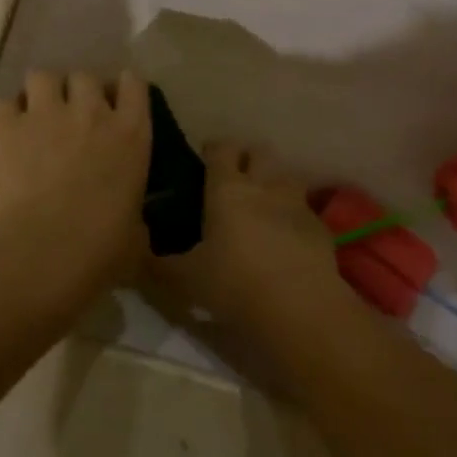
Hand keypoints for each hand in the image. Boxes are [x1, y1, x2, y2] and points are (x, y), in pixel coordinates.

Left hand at [0, 69, 151, 295]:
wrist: (43, 252)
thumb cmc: (100, 249)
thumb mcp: (135, 234)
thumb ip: (134, 215)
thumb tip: (131, 224)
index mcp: (131, 133)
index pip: (134, 84)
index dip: (123, 89)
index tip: (116, 103)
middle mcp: (91, 111)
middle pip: (85, 76)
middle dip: (78, 92)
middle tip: (72, 117)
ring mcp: (46, 114)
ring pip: (42, 76)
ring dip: (41, 94)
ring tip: (36, 117)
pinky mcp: (6, 126)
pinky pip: (2, 104)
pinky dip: (4, 116)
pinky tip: (5, 135)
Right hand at [154, 142, 347, 335]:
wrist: (299, 307)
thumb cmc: (234, 284)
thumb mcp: (186, 279)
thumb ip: (160, 264)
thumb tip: (137, 253)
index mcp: (228, 189)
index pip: (222, 149)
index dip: (214, 149)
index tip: (205, 157)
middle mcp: (265, 185)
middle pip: (260, 152)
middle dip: (248, 158)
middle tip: (235, 178)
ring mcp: (297, 203)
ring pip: (286, 175)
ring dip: (274, 182)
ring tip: (263, 204)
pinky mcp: (320, 226)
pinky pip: (304, 209)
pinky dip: (294, 215)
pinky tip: (286, 237)